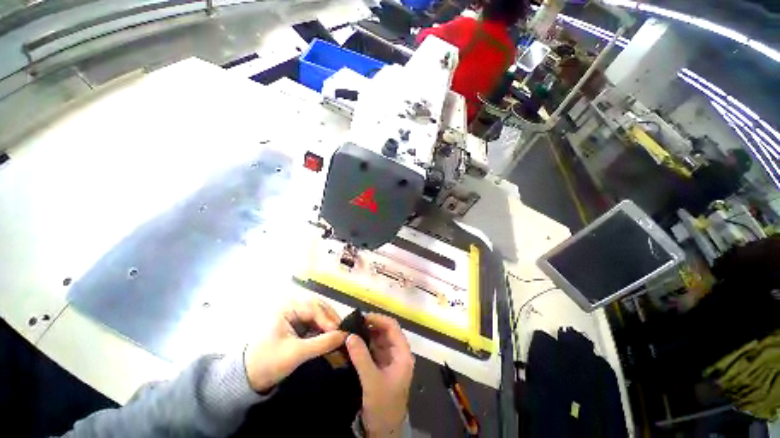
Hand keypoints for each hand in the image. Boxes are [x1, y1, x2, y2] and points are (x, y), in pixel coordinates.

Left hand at [244, 298, 346, 392]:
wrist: (248, 379)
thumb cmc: (268, 363)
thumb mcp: (296, 353)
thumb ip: (322, 343)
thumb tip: (345, 336)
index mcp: (286, 307)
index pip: (313, 307)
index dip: (328, 319)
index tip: (340, 332)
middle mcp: (292, 306)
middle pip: (318, 307)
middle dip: (331, 319)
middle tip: (343, 332)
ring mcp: (294, 314)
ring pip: (318, 314)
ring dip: (329, 324)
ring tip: (339, 334)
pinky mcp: (297, 324)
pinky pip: (315, 322)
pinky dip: (324, 329)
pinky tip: (331, 337)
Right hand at [346, 314, 413, 436]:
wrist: (384, 432)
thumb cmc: (384, 406)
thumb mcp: (372, 381)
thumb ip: (361, 357)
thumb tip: (350, 335)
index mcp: (402, 353)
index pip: (392, 327)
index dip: (379, 319)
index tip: (362, 317)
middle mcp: (397, 353)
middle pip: (385, 332)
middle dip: (370, 326)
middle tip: (353, 323)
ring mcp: (389, 360)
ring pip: (378, 340)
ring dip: (366, 334)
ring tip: (351, 330)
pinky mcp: (381, 367)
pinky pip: (372, 350)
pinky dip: (364, 345)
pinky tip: (353, 343)